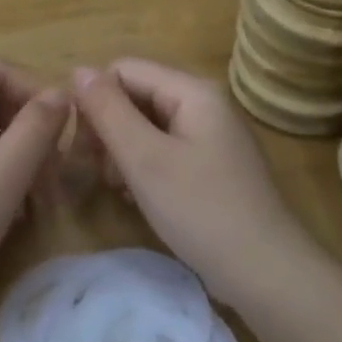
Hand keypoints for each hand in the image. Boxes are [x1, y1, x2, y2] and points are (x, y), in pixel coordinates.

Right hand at [71, 59, 318, 304]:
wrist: (263, 271)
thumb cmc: (201, 209)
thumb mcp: (145, 158)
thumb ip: (108, 111)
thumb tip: (78, 70)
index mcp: (193, 91)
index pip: (124, 70)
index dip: (95, 100)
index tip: (81, 144)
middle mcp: (204, 104)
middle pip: (136, 96)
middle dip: (108, 128)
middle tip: (94, 170)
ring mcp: (210, 136)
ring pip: (147, 126)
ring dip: (122, 151)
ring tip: (117, 187)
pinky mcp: (211, 166)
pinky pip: (164, 150)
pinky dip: (144, 168)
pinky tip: (137, 197)